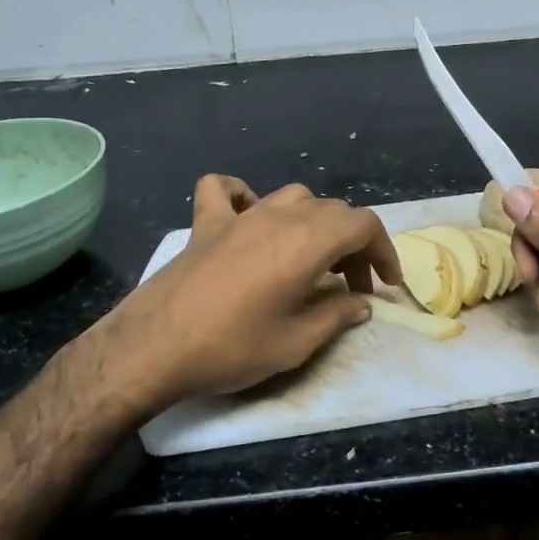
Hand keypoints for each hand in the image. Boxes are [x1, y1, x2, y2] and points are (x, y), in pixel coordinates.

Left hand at [95, 176, 401, 411]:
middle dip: (353, 245)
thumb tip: (360, 304)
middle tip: (353, 287)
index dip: (384, 252)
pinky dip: (244, 197)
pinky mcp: (205, 224)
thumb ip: (335, 317)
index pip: (363, 225)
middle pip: (332, 211)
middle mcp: (277, 215)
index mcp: (306, 241)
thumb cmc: (231, 348)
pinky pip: (227, 191)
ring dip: (313, 223)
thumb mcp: (295, 343)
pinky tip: (248, 219)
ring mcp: (239, 215)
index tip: (386, 285)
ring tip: (313, 259)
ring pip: (292, 197)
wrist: (152, 348)